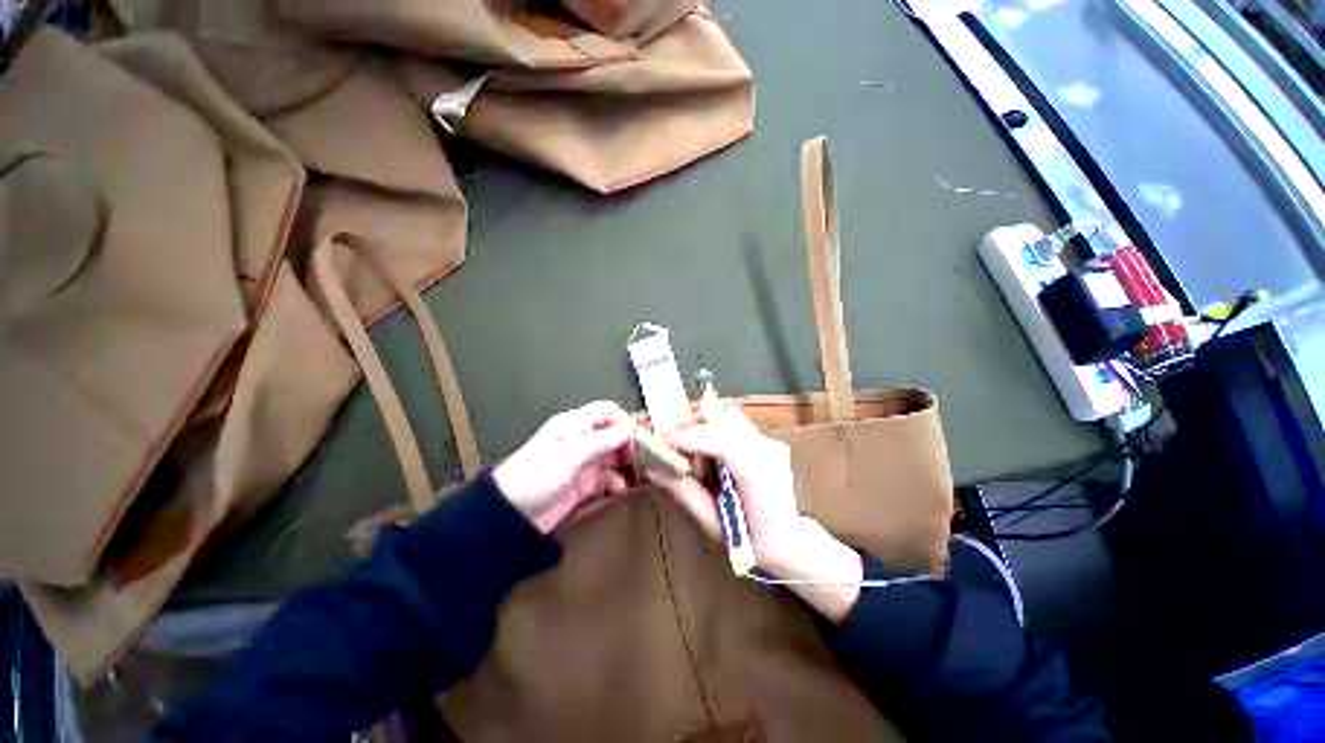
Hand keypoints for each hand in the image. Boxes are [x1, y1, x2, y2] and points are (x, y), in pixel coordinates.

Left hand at [493, 401, 633, 532]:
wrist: (510, 516)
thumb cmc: (536, 475)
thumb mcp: (570, 454)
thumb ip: (602, 441)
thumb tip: (630, 430)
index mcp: (574, 425)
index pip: (606, 412)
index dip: (624, 421)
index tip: (638, 438)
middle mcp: (581, 440)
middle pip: (613, 434)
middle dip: (629, 444)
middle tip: (644, 458)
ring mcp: (583, 463)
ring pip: (613, 457)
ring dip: (626, 464)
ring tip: (638, 474)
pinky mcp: (584, 484)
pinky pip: (607, 478)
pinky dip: (616, 482)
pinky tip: (620, 489)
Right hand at [657, 404, 802, 568]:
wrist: (791, 543)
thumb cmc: (751, 542)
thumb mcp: (711, 521)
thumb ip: (682, 490)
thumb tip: (652, 468)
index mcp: (756, 474)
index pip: (721, 440)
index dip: (688, 436)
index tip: (662, 441)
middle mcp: (767, 450)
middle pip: (724, 417)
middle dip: (692, 425)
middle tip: (672, 443)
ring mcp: (771, 443)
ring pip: (728, 416)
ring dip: (704, 426)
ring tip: (690, 450)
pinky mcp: (769, 442)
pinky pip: (735, 426)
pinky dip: (716, 432)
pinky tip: (711, 454)